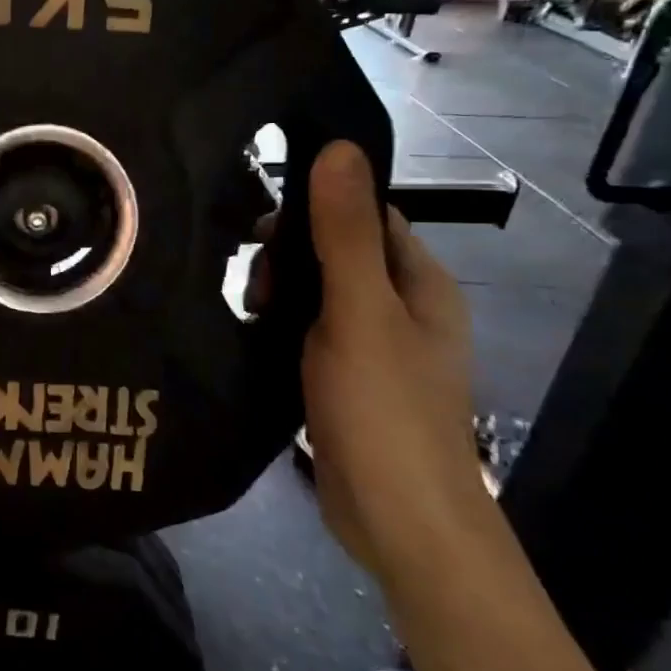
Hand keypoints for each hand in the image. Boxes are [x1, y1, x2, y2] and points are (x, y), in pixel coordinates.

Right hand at [295, 142, 485, 581]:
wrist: (400, 522)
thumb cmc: (385, 409)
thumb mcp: (360, 311)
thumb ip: (344, 232)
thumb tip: (339, 147)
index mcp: (420, 284)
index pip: (367, 216)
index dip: (315, 210)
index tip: (263, 229)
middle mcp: (403, 309)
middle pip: (338, 253)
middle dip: (290, 258)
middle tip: (255, 287)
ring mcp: (375, 348)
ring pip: (319, 295)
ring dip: (282, 294)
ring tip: (249, 313)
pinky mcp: (347, 381)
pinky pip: (310, 333)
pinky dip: (282, 326)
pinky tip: (253, 336)